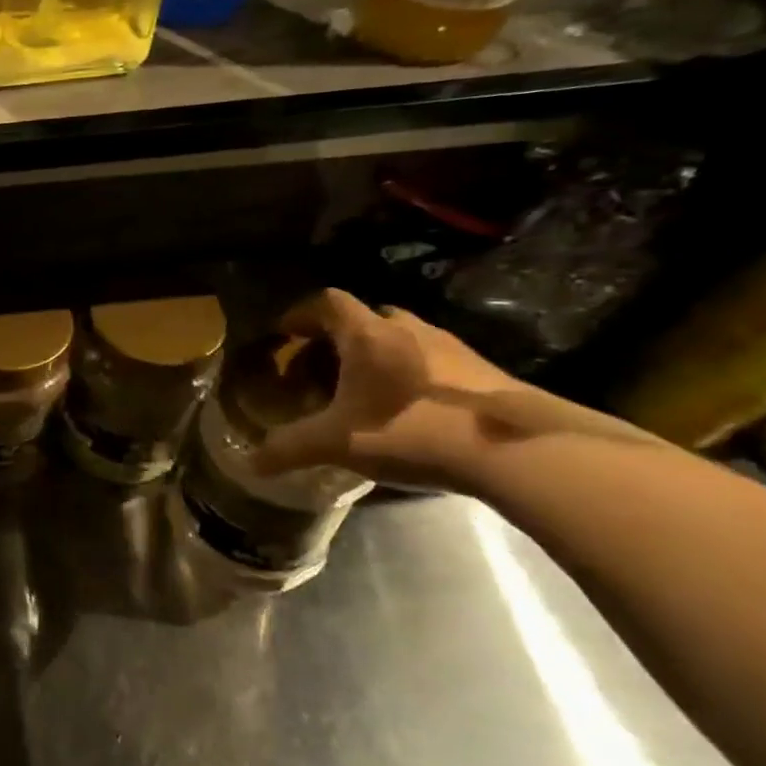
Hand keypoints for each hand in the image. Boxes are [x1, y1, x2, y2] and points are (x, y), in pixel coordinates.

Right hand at [253, 290, 533, 489]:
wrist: (516, 449)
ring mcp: (450, 347)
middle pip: (364, 317)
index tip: (284, 334)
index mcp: (366, 334)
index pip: (326, 302)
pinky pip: (431, 361)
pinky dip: (410, 375)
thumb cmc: (411, 430)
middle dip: (337, 338)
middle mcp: (406, 328)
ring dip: (377, 355)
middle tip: (321, 368)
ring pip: (400, 337)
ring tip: (364, 391)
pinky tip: (408, 411)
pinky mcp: (481, 372)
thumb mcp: (336, 443)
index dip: (300, 314)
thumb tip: (249, 463)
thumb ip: (288, 448)